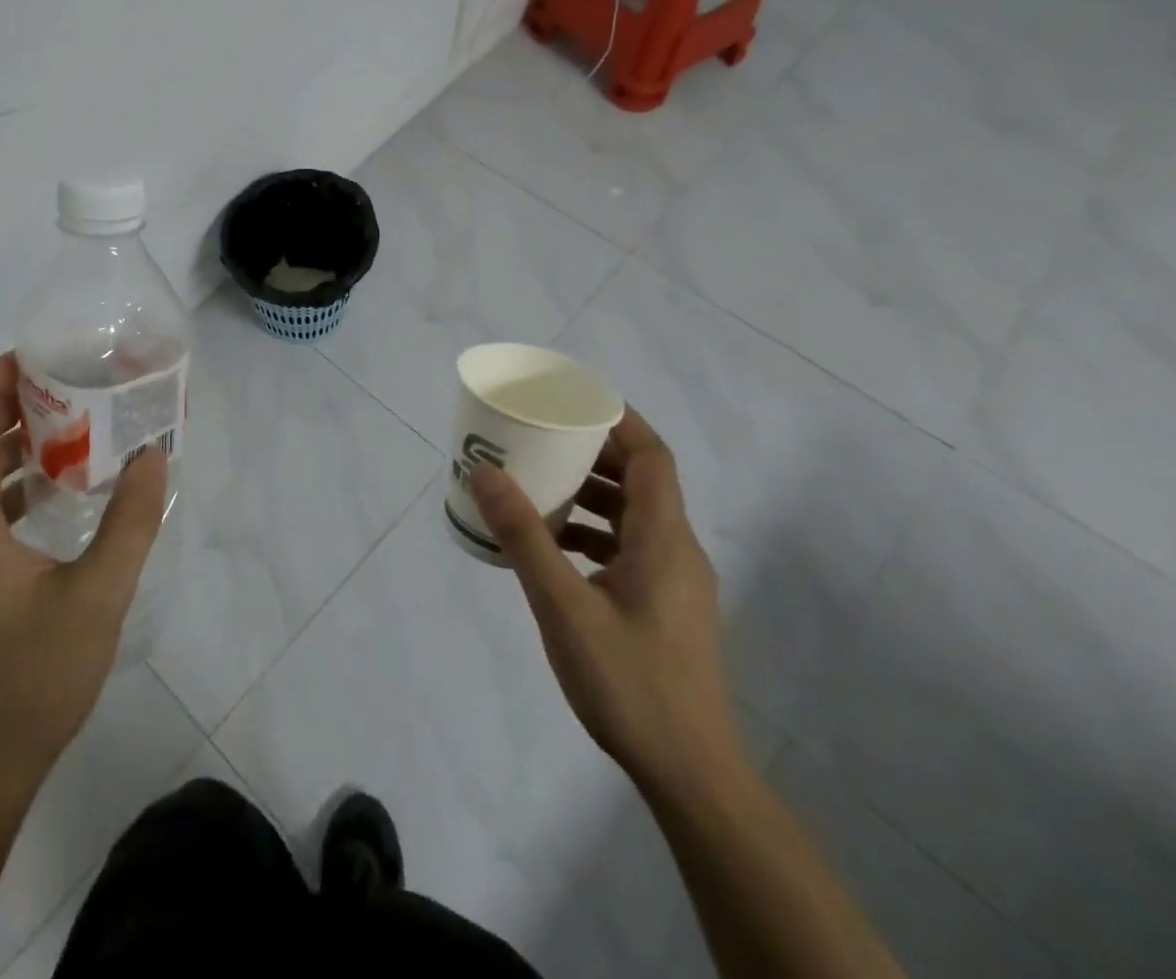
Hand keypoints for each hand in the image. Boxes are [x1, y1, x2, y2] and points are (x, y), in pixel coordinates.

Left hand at [0, 352, 167, 791]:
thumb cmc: (34, 677)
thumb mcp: (97, 596)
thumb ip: (129, 522)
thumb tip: (152, 456)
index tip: (29, 360)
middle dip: (2, 403)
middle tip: (60, 380)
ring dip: (10, 438)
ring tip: (68, 418)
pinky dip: (17, 476)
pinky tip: (64, 481)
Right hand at [467, 407, 741, 799]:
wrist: (690, 775)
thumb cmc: (629, 682)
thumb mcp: (563, 605)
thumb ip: (524, 536)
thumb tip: (485, 472)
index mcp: (664, 540)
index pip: (653, 457)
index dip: (619, 421)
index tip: (574, 400)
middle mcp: (677, 552)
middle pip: (642, 482)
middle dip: (593, 454)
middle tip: (543, 438)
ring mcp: (674, 583)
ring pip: (634, 517)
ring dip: (591, 495)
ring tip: (540, 486)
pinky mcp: (664, 608)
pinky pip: (629, 549)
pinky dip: (594, 533)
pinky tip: (554, 548)